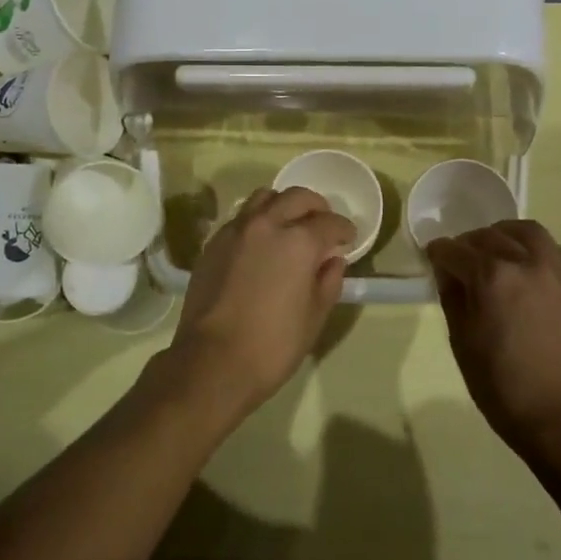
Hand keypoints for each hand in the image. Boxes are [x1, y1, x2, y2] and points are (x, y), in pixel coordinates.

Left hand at [164, 186, 353, 421]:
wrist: (212, 362)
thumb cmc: (273, 345)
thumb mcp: (314, 317)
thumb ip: (328, 281)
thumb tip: (332, 260)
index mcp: (298, 241)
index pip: (329, 222)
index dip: (344, 229)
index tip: (348, 238)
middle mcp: (267, 224)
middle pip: (297, 197)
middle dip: (316, 207)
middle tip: (323, 224)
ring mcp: (236, 231)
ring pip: (264, 198)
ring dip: (283, 205)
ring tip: (289, 225)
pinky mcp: (213, 244)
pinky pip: (241, 217)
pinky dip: (258, 220)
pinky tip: (261, 243)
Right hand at [426, 220, 560, 457]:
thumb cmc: (501, 386)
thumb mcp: (462, 341)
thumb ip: (453, 297)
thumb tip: (448, 271)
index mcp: (491, 277)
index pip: (455, 251)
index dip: (438, 253)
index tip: (433, 258)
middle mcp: (525, 263)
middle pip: (489, 236)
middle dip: (468, 244)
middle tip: (460, 260)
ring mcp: (556, 272)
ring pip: (527, 232)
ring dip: (505, 235)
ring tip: (496, 251)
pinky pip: (553, 251)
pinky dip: (534, 249)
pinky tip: (526, 268)